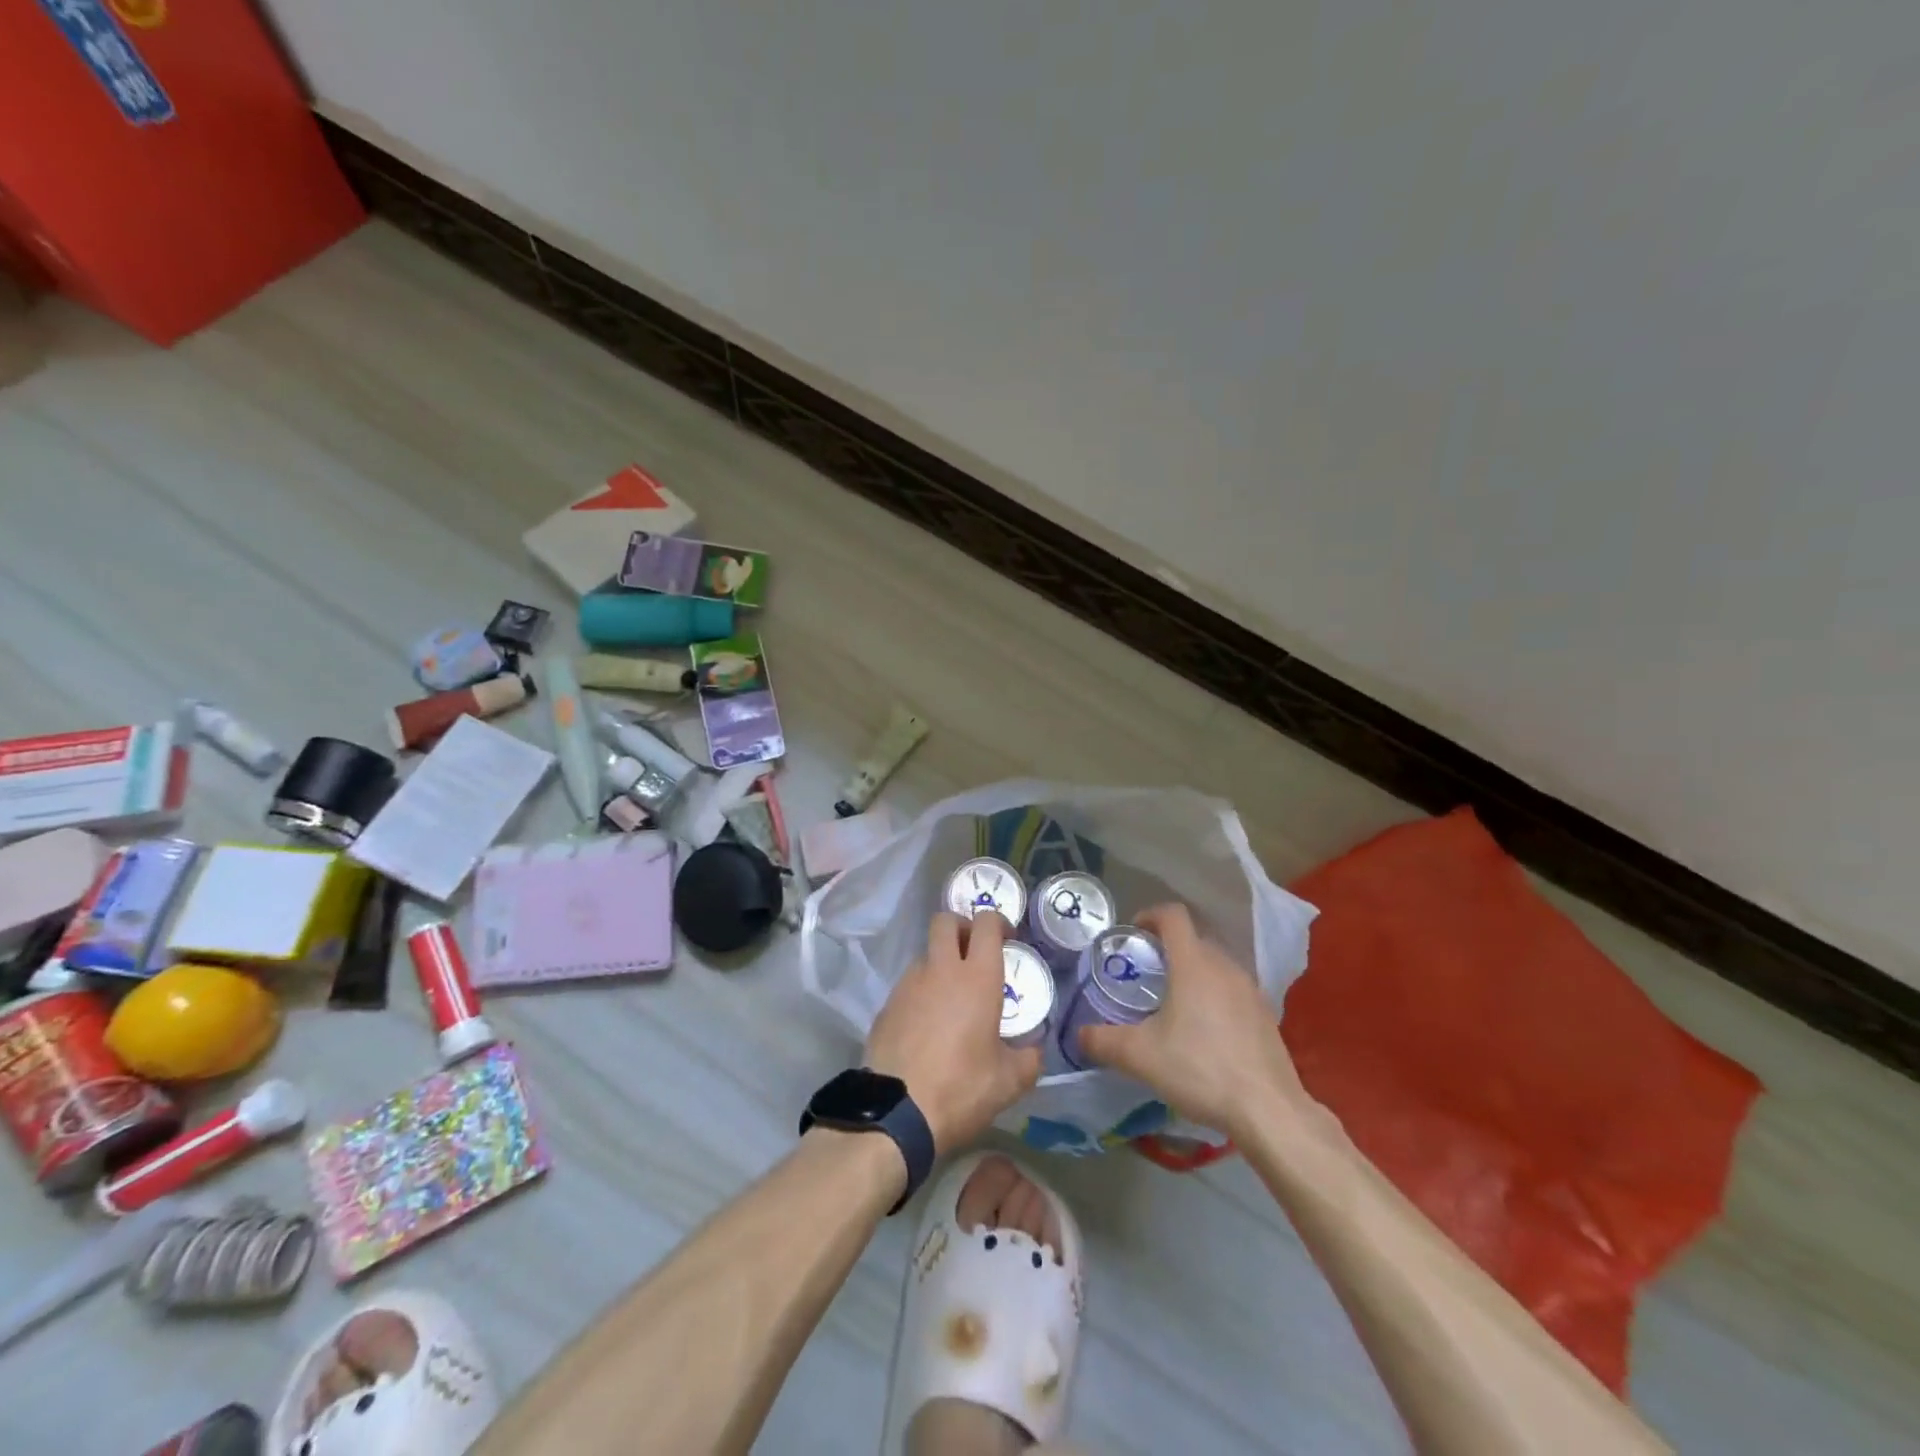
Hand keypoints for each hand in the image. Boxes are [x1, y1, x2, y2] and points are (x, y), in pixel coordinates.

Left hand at [866, 911, 1041, 1151]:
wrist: (897, 1113)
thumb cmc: (962, 1089)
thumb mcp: (1010, 1081)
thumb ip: (1029, 1058)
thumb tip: (1034, 1049)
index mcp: (977, 978)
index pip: (986, 924)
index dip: (998, 922)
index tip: (1007, 938)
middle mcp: (941, 970)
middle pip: (946, 920)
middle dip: (962, 926)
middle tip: (974, 951)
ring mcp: (908, 984)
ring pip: (925, 953)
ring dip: (940, 963)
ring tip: (951, 998)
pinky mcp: (887, 1005)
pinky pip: (908, 985)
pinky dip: (921, 992)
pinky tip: (927, 1025)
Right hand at [1077, 903, 1311, 1139]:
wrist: (1269, 1110)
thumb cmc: (1200, 1069)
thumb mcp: (1140, 1056)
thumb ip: (1103, 1040)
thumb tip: (1078, 1034)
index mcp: (1193, 964)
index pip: (1173, 916)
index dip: (1149, 915)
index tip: (1133, 933)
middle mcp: (1224, 967)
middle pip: (1193, 939)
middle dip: (1167, 948)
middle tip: (1145, 974)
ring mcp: (1250, 990)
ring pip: (1215, 964)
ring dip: (1192, 972)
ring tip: (1172, 1003)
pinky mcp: (1265, 1015)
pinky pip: (1232, 989)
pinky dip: (1213, 995)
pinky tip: (1204, 1031)